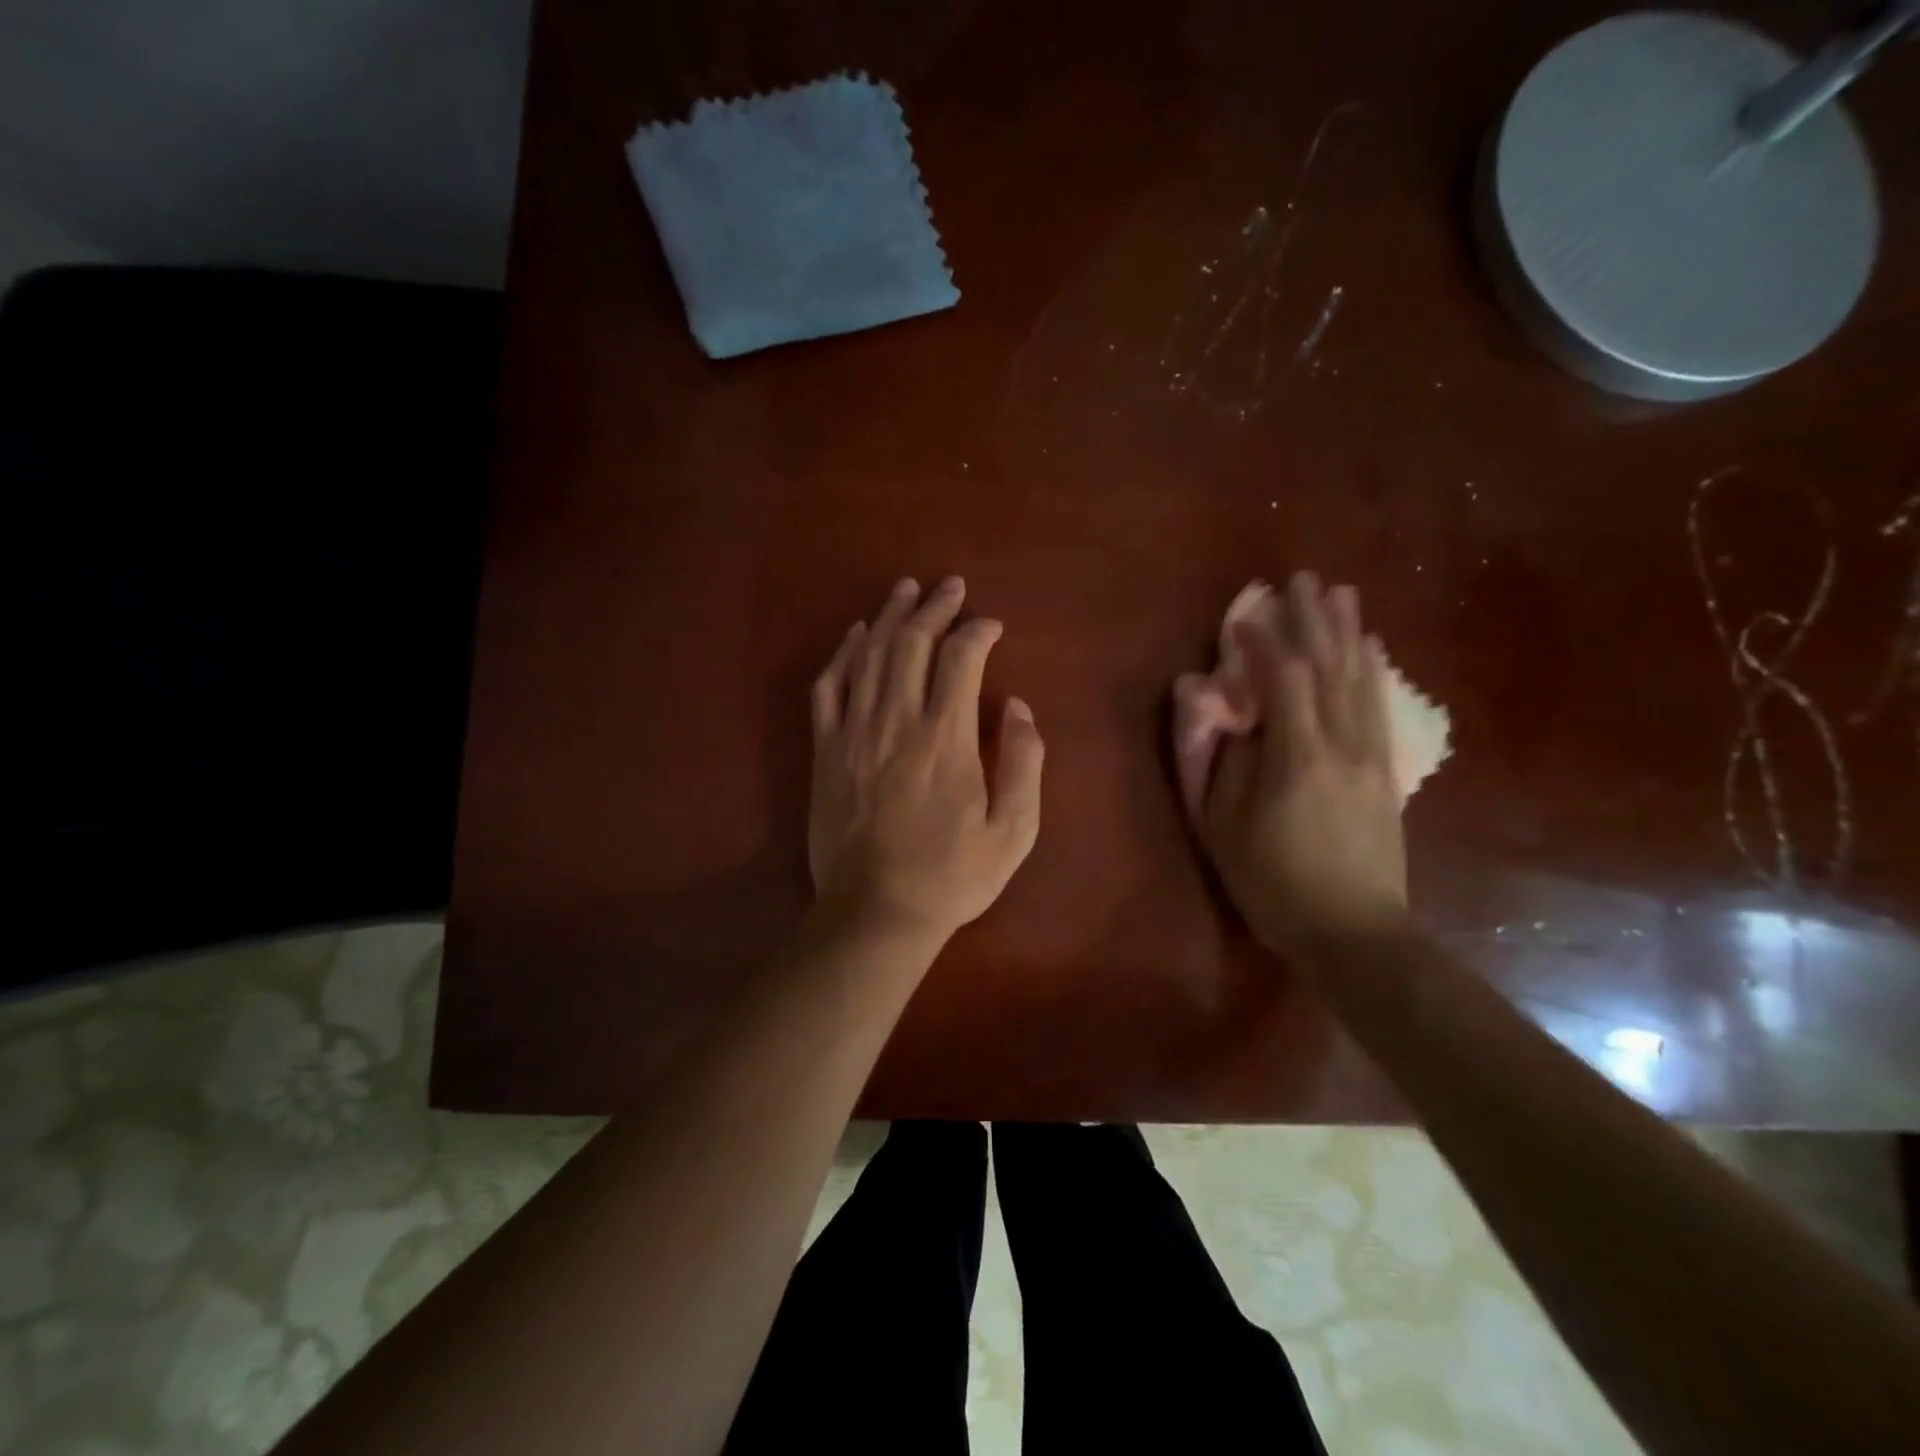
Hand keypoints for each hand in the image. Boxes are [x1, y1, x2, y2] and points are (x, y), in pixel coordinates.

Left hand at [809, 577, 1043, 940]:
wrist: (876, 912)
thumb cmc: (951, 877)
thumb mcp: (1013, 831)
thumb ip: (1024, 763)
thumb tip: (1018, 707)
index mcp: (946, 739)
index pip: (961, 658)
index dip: (978, 631)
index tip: (992, 626)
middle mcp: (897, 722)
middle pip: (911, 643)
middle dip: (933, 607)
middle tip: (950, 587)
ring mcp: (854, 733)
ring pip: (870, 655)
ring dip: (890, 616)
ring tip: (906, 590)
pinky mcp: (826, 751)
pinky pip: (829, 687)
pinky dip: (843, 654)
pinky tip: (856, 634)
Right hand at [1177, 573, 1407, 962]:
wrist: (1355, 933)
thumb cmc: (1271, 882)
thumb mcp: (1220, 827)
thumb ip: (1211, 758)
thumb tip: (1202, 700)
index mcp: (1296, 756)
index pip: (1283, 679)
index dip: (1262, 642)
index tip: (1242, 618)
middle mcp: (1342, 743)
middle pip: (1331, 666)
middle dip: (1314, 620)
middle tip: (1301, 580)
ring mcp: (1371, 755)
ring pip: (1361, 679)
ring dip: (1349, 632)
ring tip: (1341, 594)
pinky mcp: (1385, 770)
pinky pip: (1378, 705)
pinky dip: (1371, 669)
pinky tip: (1370, 649)